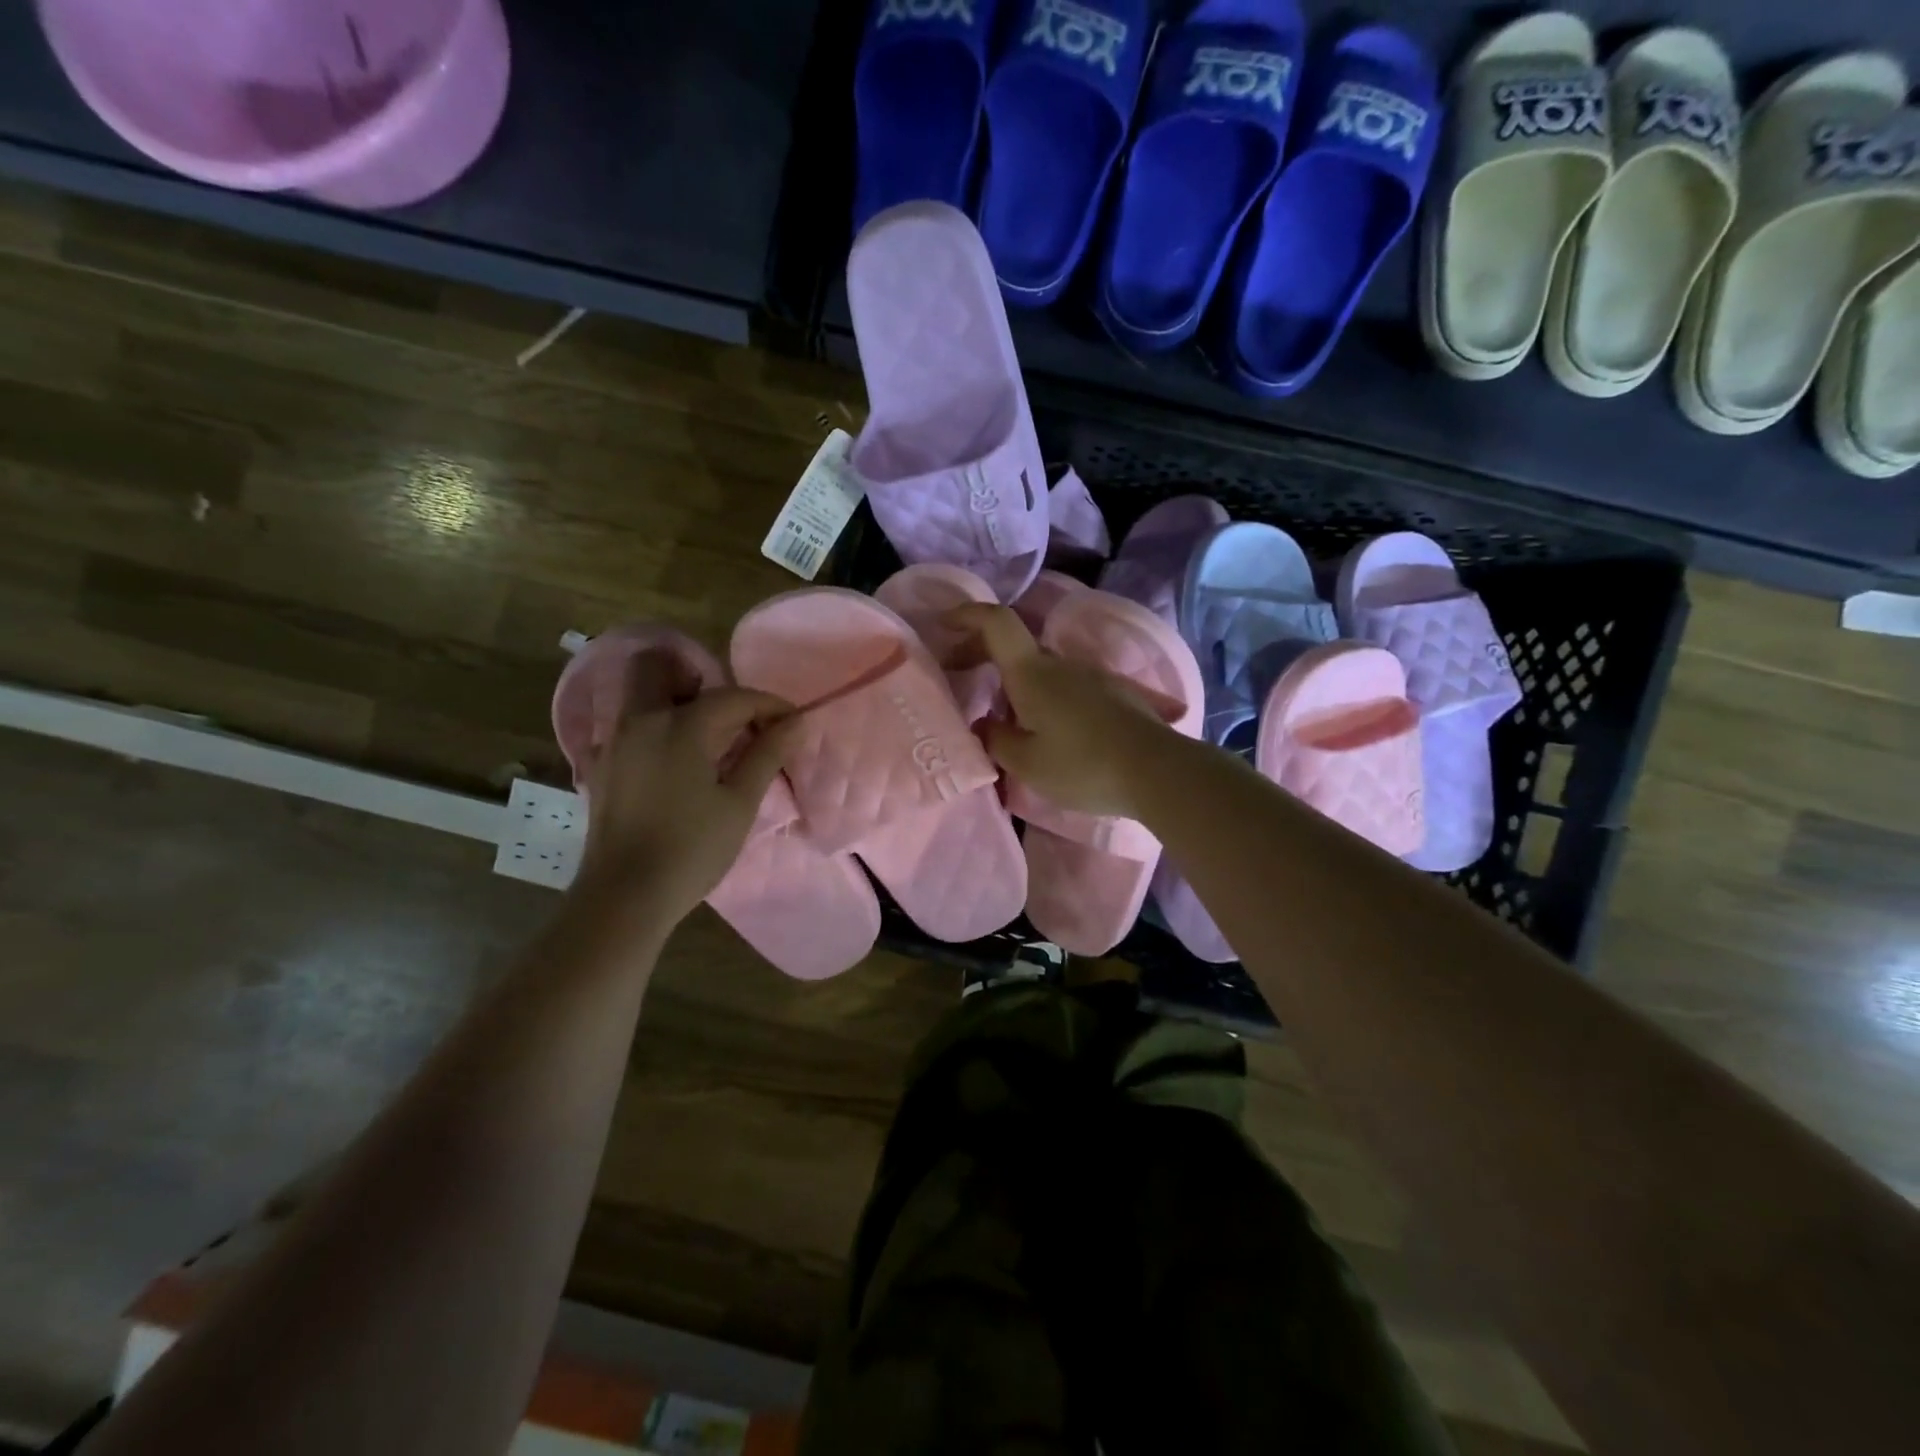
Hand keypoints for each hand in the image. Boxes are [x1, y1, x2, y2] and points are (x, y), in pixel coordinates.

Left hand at [574, 650, 797, 922]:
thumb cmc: (692, 849)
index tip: (791, 720)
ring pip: (639, 692)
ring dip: (673, 696)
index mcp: (681, 727)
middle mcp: (641, 721)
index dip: (768, 704)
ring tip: (707, 734)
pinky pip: (630, 723)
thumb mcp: (739, 803)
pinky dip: (656, 723)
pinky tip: (678, 760)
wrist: (625, 895)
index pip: (732, 697)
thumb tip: (795, 721)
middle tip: (730, 712)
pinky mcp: (603, 765)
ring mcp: (615, 742)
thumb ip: (766, 755)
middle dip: (698, 677)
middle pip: (659, 666)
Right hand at [950, 603, 1177, 818]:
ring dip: (1015, 681)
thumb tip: (985, 725)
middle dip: (982, 653)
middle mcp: (1060, 664)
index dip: (967, 615)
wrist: (1157, 771)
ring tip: (1002, 716)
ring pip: (1042, 669)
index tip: (943, 623)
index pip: (996, 622)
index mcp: (1031, 672)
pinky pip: (1066, 687)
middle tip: (960, 675)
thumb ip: (996, 740)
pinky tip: (1046, 730)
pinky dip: (1043, 695)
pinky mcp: (1113, 694)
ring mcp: (1091, 676)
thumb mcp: (1026, 763)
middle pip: (1015, 647)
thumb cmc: (1082, 765)